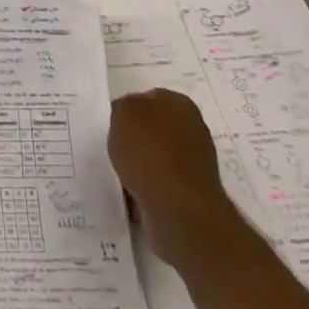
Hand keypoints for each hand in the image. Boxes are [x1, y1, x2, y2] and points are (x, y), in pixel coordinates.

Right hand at [108, 89, 234, 263]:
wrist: (178, 210)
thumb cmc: (149, 152)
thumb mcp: (124, 112)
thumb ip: (124, 106)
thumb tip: (128, 117)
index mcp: (181, 105)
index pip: (150, 98)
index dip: (129, 108)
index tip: (113, 123)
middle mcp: (193, 131)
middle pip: (154, 129)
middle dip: (135, 139)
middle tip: (114, 147)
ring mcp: (194, 165)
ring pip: (156, 159)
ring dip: (139, 166)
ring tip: (120, 174)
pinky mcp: (190, 196)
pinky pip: (158, 186)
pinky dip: (145, 190)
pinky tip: (130, 196)